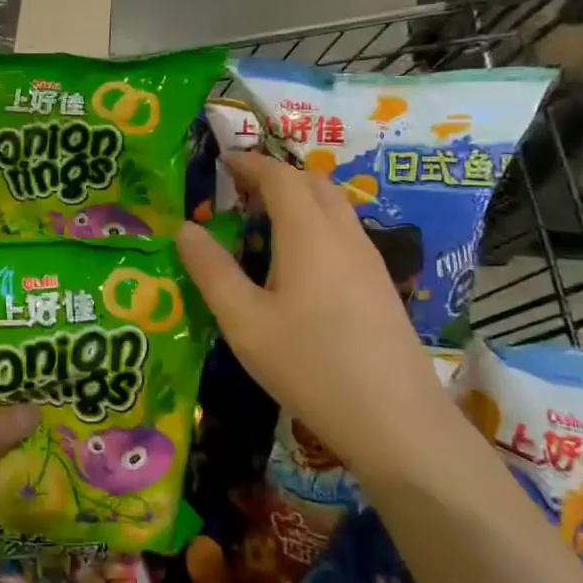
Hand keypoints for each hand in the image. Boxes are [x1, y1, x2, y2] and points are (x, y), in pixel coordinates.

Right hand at [175, 153, 457, 481]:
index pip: (279, 177)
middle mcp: (343, 235)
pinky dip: (316, 223)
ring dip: (299, 198)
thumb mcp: (244, 322)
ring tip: (265, 221)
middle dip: (275, 175)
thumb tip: (186, 229)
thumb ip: (212, 271)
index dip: (250, 163)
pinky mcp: (380, 286)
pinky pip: (344, 232)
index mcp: (308, 233)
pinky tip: (299, 262)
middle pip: (312, 183)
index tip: (223, 161)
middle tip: (240, 190)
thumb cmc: (311, 365)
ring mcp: (369, 260)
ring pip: (334, 207)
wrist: (397, 421)